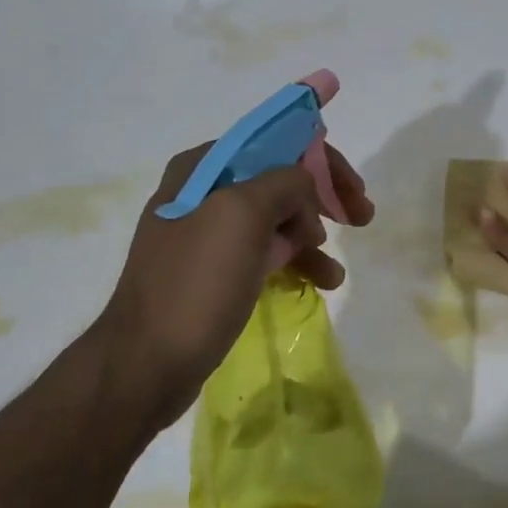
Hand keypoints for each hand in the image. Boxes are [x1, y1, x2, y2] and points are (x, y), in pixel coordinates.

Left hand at [88, 142, 374, 428]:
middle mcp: (204, 192)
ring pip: (277, 220)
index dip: (322, 162)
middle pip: (280, 180)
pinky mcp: (214, 272)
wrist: (146, 363)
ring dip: (313, 237)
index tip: (354, 190)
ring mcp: (208, 234)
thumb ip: (285, 182)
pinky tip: (320, 282)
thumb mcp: (243, 214)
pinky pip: (265, 253)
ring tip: (335, 272)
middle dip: (323, 198)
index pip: (276, 144)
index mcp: (204, 168)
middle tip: (361, 218)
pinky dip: (295, 262)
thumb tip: (305, 189)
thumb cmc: (197, 282)